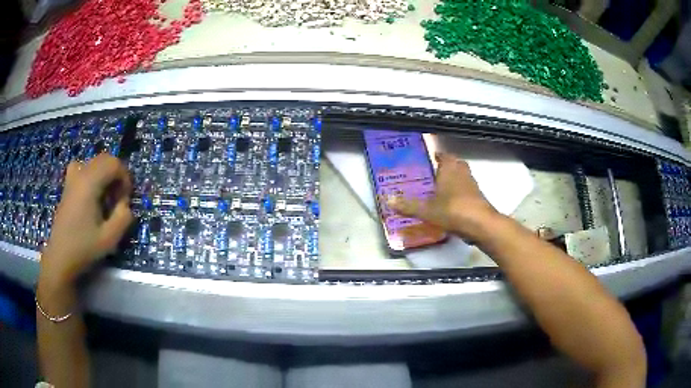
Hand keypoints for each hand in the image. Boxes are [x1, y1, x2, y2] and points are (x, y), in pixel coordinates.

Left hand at [40, 154, 133, 286]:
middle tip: (118, 199)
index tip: (126, 199)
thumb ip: (123, 218)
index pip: (114, 163)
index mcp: (90, 183)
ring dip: (104, 174)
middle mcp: (80, 174)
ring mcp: (72, 178)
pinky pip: (82, 168)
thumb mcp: (109, 239)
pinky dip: (91, 174)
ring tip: (105, 196)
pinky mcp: (67, 186)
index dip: (125, 177)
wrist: (60, 257)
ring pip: (94, 162)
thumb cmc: (83, 248)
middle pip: (105, 159)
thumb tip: (125, 204)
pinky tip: (90, 191)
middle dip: (116, 175)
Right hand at [387, 153, 499, 239]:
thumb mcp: (426, 210)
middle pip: (456, 164)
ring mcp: (473, 186)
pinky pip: (468, 190)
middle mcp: (462, 174)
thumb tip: (388, 200)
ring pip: (463, 177)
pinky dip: (461, 193)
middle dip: (448, 165)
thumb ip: (408, 206)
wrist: (480, 225)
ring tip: (442, 187)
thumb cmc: (452, 211)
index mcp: (449, 170)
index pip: (444, 156)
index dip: (438, 155)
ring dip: (455, 179)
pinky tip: (452, 203)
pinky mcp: (479, 199)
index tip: (432, 156)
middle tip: (436, 171)